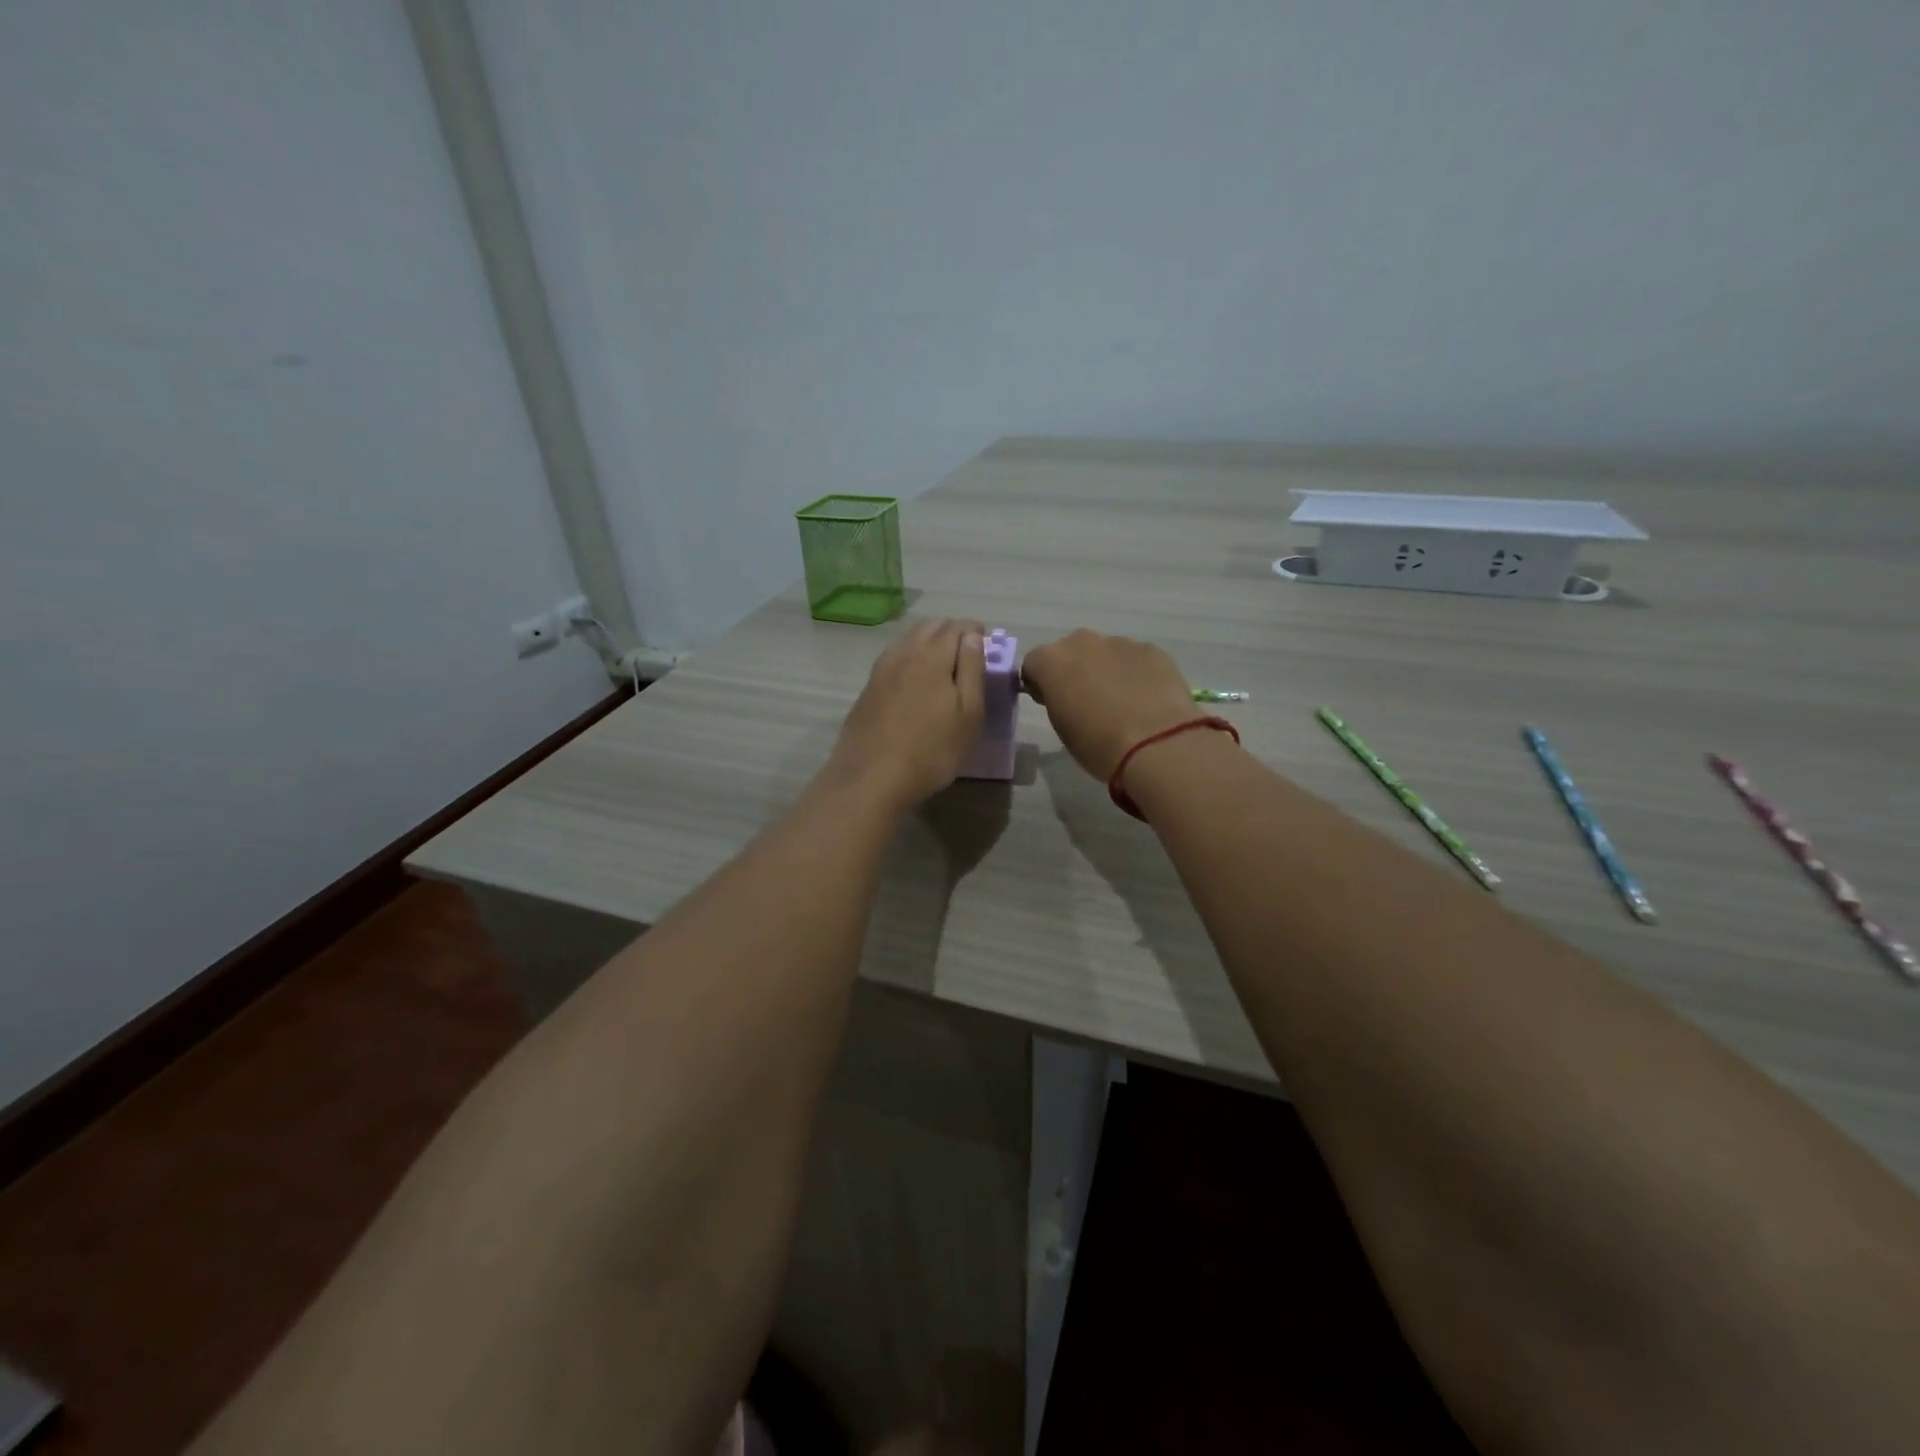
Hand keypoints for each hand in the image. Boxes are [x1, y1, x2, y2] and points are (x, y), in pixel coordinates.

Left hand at [823, 618, 985, 812]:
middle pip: (930, 626)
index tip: (987, 647)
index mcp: (932, 655)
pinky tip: (915, 680)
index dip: (976, 631)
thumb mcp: (968, 714)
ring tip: (944, 667)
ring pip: (909, 639)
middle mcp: (904, 653)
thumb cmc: (931, 750)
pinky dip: (910, 657)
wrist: (871, 778)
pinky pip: (894, 657)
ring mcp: (881, 669)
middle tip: (968, 655)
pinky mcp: (868, 688)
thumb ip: (972, 669)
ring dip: (929, 642)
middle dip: (952, 632)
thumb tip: (974, 636)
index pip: (957, 626)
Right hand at [1020, 629, 1202, 781]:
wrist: (1157, 744)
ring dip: (1106, 670)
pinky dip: (1136, 673)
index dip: (1040, 683)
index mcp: (1052, 661)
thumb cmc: (1098, 744)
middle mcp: (1082, 642)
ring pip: (1105, 652)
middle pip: (1070, 650)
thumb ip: (1058, 701)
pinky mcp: (1152, 650)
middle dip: (1074, 670)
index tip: (1050, 703)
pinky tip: (1147, 699)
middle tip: (1086, 702)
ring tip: (1122, 703)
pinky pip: (1135, 658)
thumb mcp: (1062, 727)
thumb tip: (1067, 694)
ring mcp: (1120, 642)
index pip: (1033, 663)